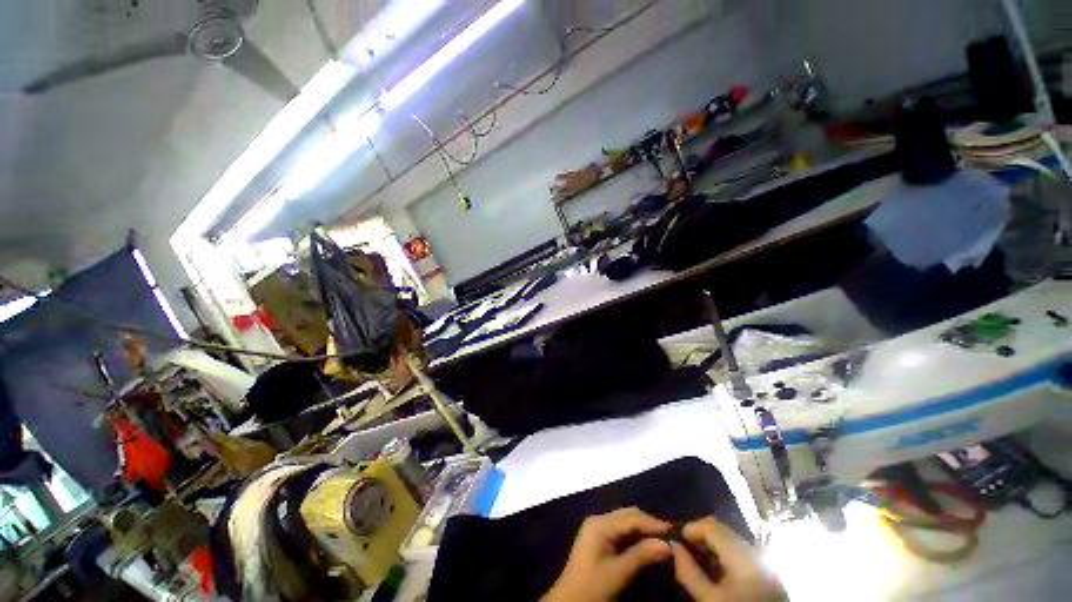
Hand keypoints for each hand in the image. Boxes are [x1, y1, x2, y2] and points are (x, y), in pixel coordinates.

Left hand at [542, 507, 671, 601]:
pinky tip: (646, 543)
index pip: (631, 517)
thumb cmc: (592, 587)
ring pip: (625, 521)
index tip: (674, 530)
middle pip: (627, 515)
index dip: (652, 523)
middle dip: (648, 523)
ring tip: (662, 538)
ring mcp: (597, 528)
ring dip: (642, 528)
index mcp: (600, 524)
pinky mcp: (598, 537)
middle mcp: (598, 520)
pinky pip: (620, 529)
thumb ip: (641, 555)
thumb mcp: (618, 573)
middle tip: (670, 535)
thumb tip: (667, 544)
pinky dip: (634, 534)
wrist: (569, 600)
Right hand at [671, 517, 785, 601]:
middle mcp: (756, 552)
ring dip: (713, 545)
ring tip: (699, 559)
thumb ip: (689, 572)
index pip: (712, 526)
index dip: (691, 528)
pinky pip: (742, 553)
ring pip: (733, 540)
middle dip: (702, 535)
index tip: (676, 539)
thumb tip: (674, 547)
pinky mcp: (769, 573)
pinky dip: (726, 554)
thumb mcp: (710, 600)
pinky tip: (717, 570)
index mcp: (743, 555)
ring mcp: (765, 562)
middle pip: (724, 531)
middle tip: (685, 548)